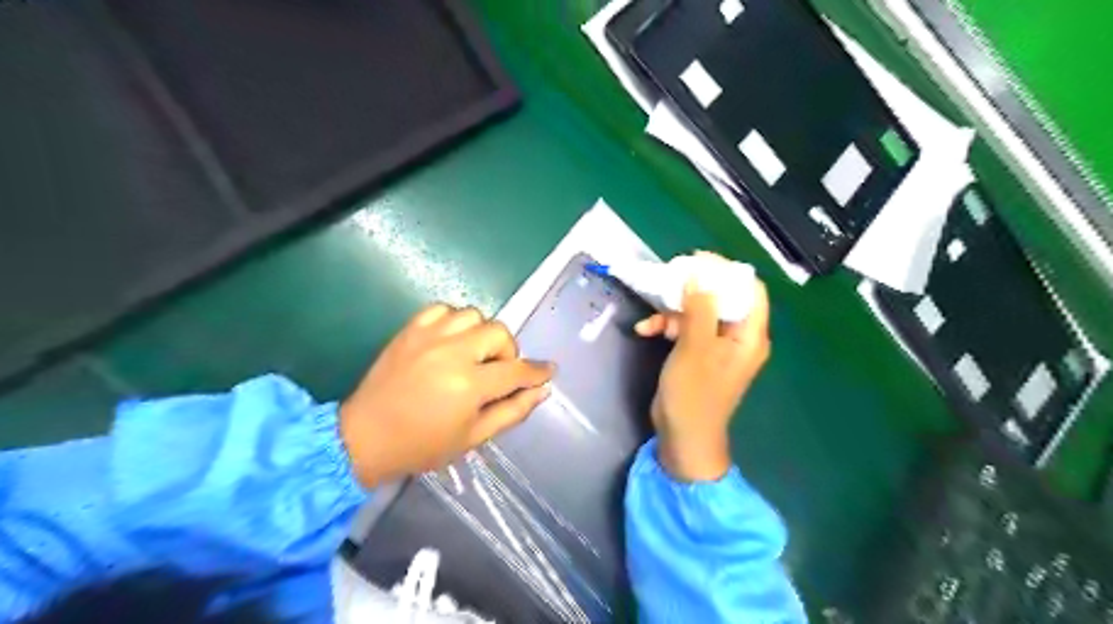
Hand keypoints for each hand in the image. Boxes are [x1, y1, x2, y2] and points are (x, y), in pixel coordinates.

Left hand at [336, 305, 549, 488]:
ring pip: (473, 314)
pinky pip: (442, 309)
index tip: (548, 370)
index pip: (516, 370)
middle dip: (508, 352)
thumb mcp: (473, 437)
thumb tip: (542, 390)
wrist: (364, 437)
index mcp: (469, 385)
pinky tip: (450, 340)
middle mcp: (452, 352)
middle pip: (498, 332)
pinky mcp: (410, 330)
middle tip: (498, 371)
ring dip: (481, 333)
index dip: (537, 371)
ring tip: (473, 354)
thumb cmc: (422, 445)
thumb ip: (512, 411)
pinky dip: (453, 321)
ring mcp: (429, 337)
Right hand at [639, 263, 771, 481]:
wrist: (682, 438)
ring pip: (700, 312)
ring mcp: (717, 346)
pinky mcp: (699, 353)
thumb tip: (698, 275)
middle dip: (693, 288)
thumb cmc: (694, 396)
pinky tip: (645, 330)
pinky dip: (667, 326)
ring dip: (674, 310)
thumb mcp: (695, 348)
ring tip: (652, 315)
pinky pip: (687, 329)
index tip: (696, 260)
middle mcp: (738, 337)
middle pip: (722, 298)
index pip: (749, 289)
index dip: (725, 271)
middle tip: (669, 278)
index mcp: (749, 335)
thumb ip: (699, 310)